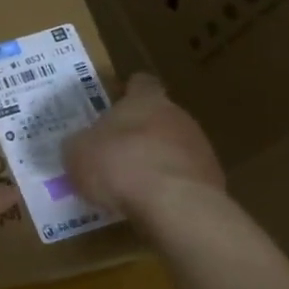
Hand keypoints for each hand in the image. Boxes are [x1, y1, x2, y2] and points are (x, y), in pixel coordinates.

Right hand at [61, 74, 223, 224]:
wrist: (174, 205)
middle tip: (113, 151)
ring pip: (173, 147)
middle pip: (158, 116)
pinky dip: (167, 186)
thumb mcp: (77, 153)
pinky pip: (182, 177)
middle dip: (138, 132)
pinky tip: (149, 203)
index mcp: (145, 101)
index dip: (128, 93)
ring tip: (130, 184)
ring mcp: (200, 148)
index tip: (115, 104)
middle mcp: (177, 116)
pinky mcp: (211, 179)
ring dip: (154, 160)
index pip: (141, 84)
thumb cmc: (118, 165)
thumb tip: (80, 145)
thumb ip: (79, 144)